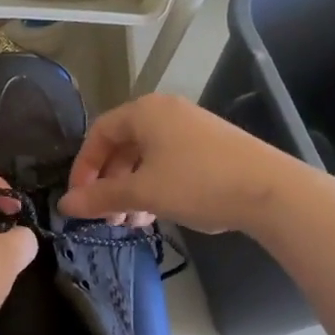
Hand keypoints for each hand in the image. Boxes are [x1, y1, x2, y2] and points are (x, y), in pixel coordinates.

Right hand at [56, 94, 306, 233]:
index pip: (99, 133)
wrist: (269, 190)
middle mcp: (166, 112)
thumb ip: (100, 198)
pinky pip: (169, 163)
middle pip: (123, 146)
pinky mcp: (211, 147)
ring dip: (131, 190)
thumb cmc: (196, 183)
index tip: (79, 199)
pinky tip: (157, 215)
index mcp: (145, 112)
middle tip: (107, 216)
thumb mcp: (142, 192)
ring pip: (146, 158)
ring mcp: (191, 128)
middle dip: (110, 183)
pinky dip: (155, 186)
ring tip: (132, 223)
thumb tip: (64, 205)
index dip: (83, 166)